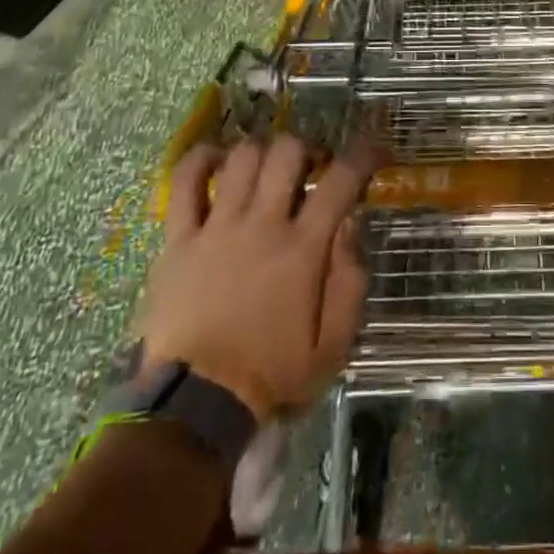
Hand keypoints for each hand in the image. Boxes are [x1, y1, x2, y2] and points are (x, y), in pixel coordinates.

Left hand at [134, 135, 374, 421]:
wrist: (195, 405)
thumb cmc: (271, 375)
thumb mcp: (333, 346)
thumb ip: (350, 282)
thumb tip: (351, 225)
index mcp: (303, 249)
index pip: (341, 181)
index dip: (363, 154)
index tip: (375, 147)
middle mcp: (262, 224)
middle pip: (288, 152)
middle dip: (308, 148)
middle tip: (312, 167)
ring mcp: (217, 227)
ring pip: (242, 158)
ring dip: (262, 152)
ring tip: (268, 169)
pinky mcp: (179, 238)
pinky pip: (184, 181)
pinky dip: (201, 159)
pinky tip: (216, 159)